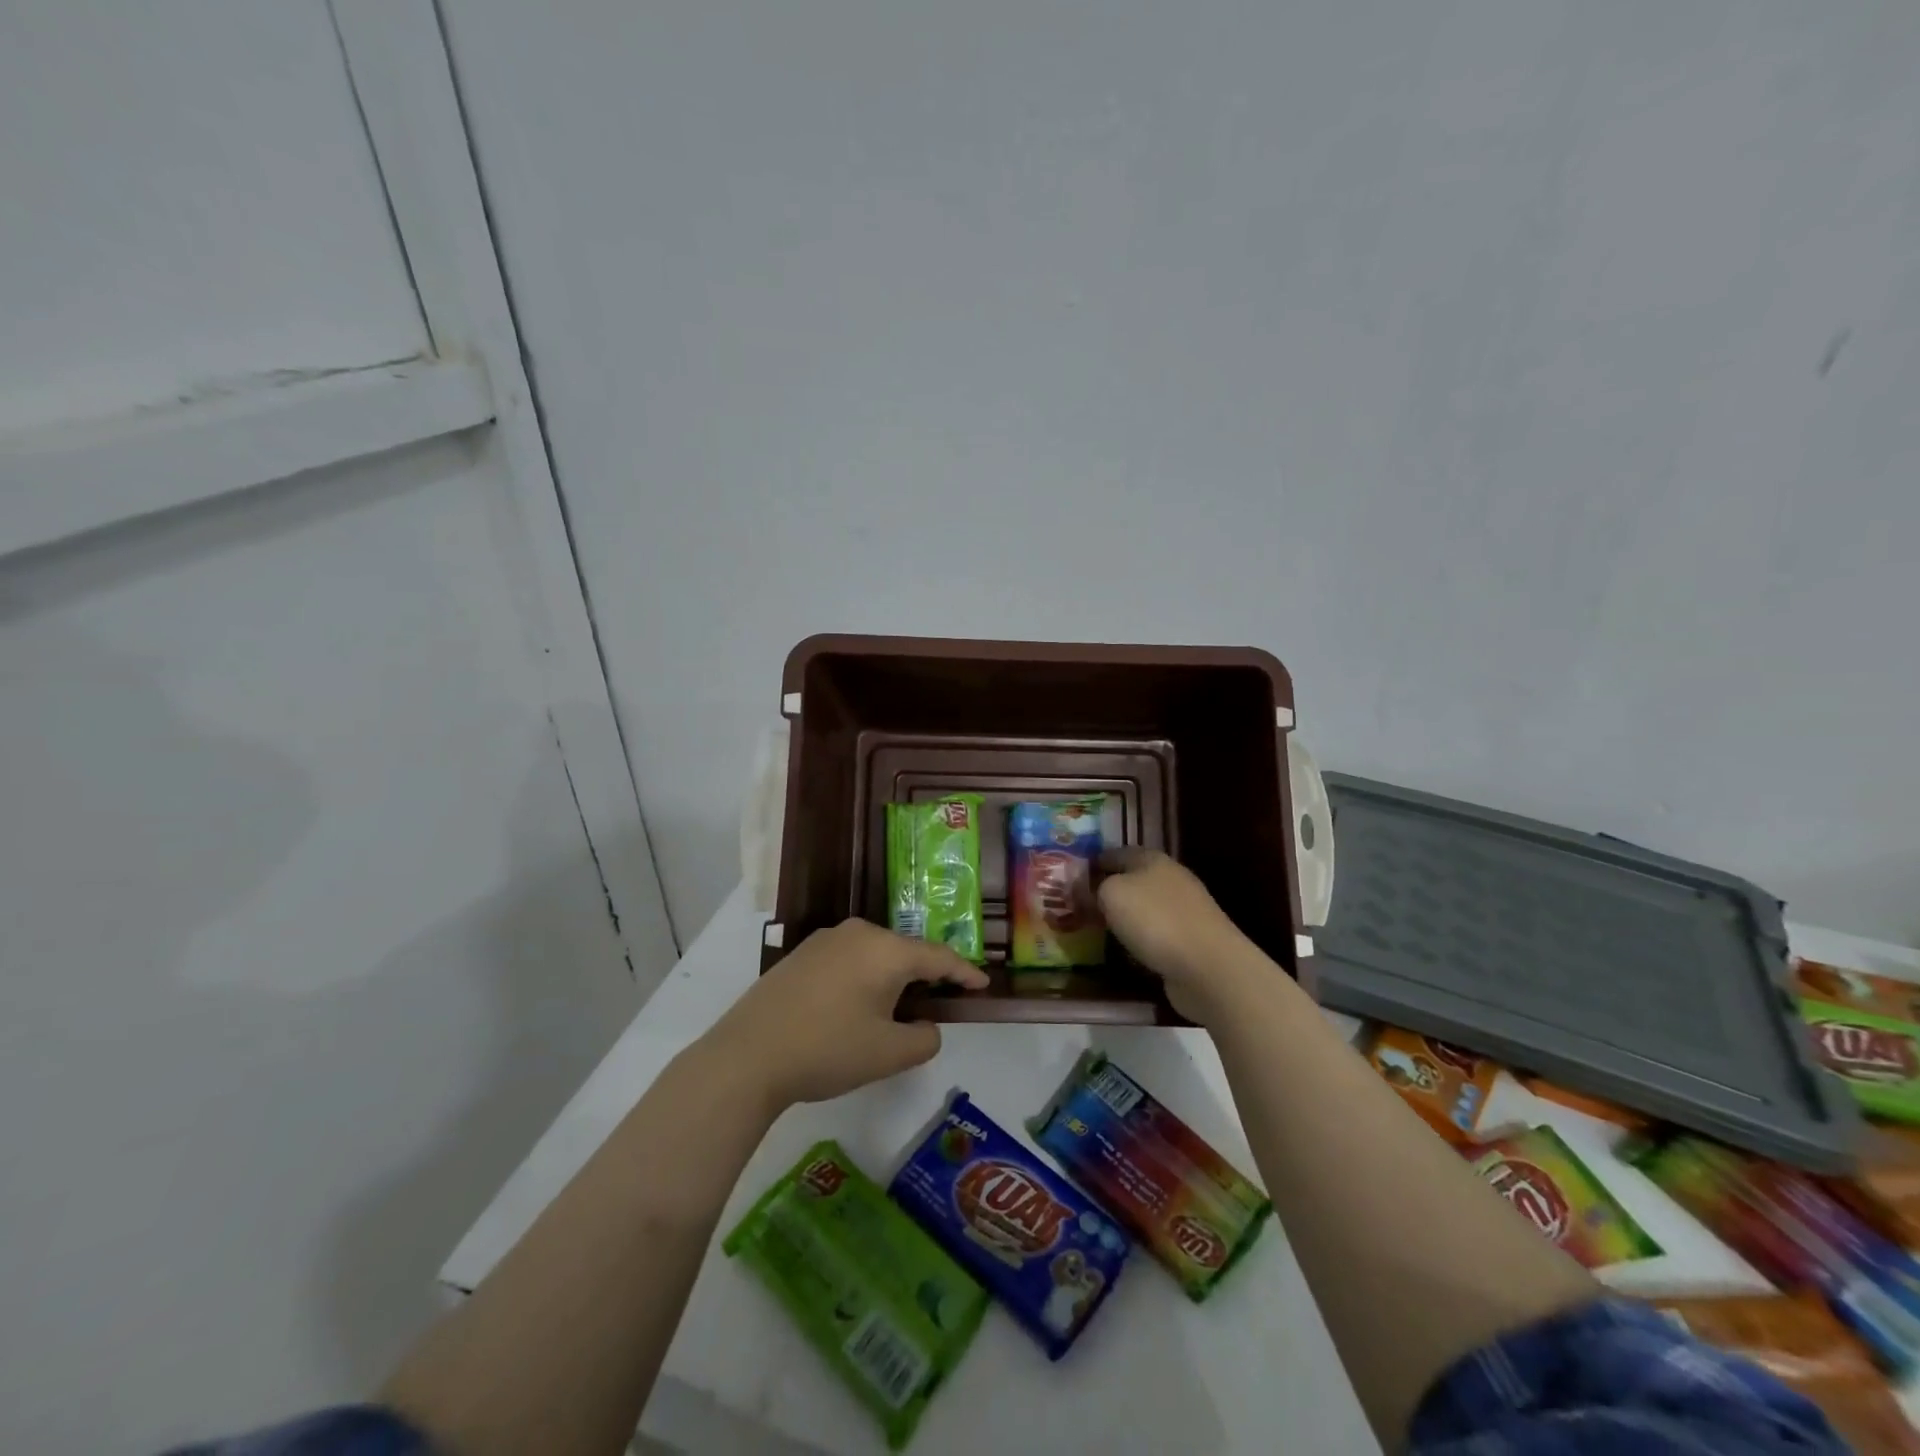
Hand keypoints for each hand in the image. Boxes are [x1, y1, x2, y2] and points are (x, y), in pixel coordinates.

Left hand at [701, 919, 988, 1110]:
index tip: (982, 984)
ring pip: (875, 954)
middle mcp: (858, 933)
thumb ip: (924, 1039)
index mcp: (886, 950)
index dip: (964, 972)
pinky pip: (849, 959)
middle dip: (926, 974)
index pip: (937, 957)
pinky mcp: (802, 954)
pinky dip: (864, 977)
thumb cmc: (827, 1050)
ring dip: (892, 976)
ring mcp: (826, 940)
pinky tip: (858, 1004)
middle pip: (905, 951)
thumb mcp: (888, 1054)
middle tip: (940, 999)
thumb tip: (925, 1026)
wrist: (748, 1055)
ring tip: (899, 1006)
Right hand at [1097, 849, 1254, 1023]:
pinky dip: (1140, 940)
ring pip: (1145, 908)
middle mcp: (1171, 879)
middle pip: (1133, 879)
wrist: (1208, 967)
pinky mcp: (1191, 941)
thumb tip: (1093, 890)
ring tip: (1098, 930)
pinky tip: (1126, 952)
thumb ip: (1097, 887)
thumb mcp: (1112, 894)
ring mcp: (1185, 911)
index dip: (1095, 862)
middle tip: (1081, 905)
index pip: (1117, 852)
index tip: (1073, 876)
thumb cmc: (1155, 920)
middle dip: (1110, 890)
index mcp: (1153, 860)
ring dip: (1125, 917)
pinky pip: (1156, 935)